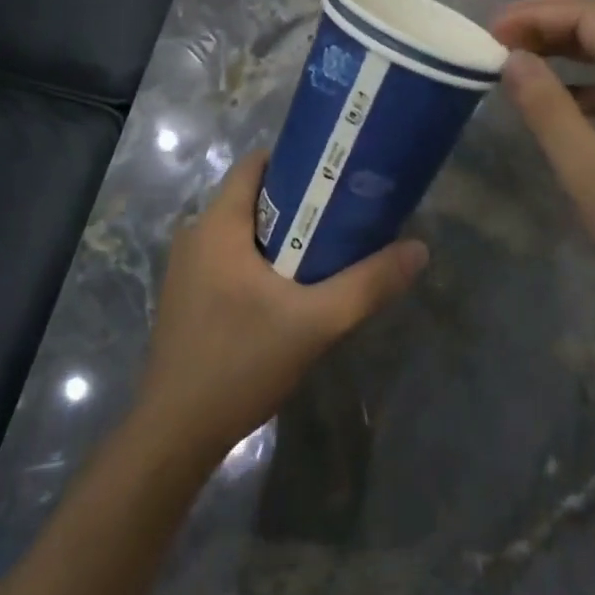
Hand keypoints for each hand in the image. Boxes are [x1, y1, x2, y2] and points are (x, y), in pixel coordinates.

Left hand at [133, 152, 428, 462]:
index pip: (256, 163)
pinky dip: (261, 260)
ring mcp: (186, 267)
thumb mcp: (315, 323)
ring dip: (282, 235)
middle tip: (344, 215)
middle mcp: (195, 234)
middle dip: (299, 201)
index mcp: (217, 224)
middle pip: (253, 197)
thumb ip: (368, 284)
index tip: (337, 174)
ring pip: (242, 231)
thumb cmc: (240, 362)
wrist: (176, 434)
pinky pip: (230, 258)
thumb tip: (418, 249)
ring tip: (327, 249)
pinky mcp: (188, 296)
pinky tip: (290, 289)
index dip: (298, 160)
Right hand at [492, 0, 594, 314]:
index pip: (590, 15)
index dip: (536, 14)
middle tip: (496, 36)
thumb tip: (511, 59)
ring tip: (514, 56)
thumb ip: (545, 105)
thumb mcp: (586, 165)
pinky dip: (578, 79)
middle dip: (546, 22)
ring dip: (560, 47)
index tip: (491, 31)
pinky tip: (551, 97)